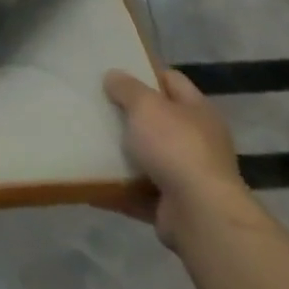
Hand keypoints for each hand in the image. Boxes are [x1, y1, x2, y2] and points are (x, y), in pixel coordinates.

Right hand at [100, 68, 253, 248]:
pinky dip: (117, 187)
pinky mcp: (173, 205)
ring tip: (88, 141)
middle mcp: (198, 141)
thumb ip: (127, 88)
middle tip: (96, 106)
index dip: (145, 73)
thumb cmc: (176, 147)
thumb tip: (113, 75)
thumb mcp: (146, 106)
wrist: (200, 215)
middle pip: (158, 120)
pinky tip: (90, 180)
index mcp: (198, 111)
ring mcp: (187, 176)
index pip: (171, 81)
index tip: (115, 73)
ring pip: (148, 157)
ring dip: (122, 153)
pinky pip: (138, 191)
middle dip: (129, 115)